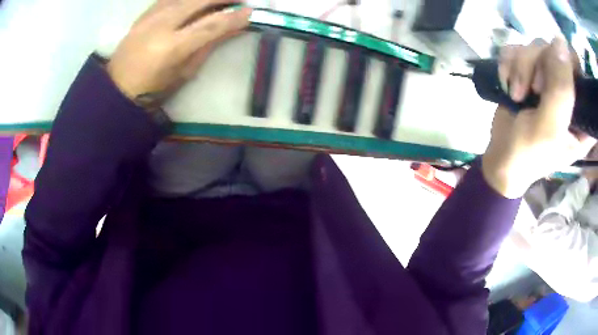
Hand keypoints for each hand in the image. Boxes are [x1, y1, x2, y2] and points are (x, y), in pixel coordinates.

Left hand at [106, 0, 250, 108]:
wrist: (118, 87)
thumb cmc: (153, 88)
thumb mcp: (184, 72)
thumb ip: (208, 46)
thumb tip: (232, 29)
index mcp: (172, 47)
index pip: (211, 24)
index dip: (234, 17)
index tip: (251, 12)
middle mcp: (162, 25)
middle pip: (200, 0)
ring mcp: (151, 16)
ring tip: (221, 0)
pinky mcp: (145, 13)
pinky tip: (196, 2)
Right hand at [482, 37, 595, 197]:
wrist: (500, 159)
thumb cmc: (529, 154)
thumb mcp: (550, 127)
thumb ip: (561, 89)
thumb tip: (560, 41)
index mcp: (581, 111)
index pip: (578, 69)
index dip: (567, 64)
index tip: (553, 80)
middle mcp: (567, 89)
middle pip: (555, 50)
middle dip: (538, 65)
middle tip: (532, 91)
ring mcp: (546, 78)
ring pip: (535, 46)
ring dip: (520, 67)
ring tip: (515, 95)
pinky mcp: (528, 72)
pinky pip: (517, 48)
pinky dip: (508, 63)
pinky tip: (507, 83)